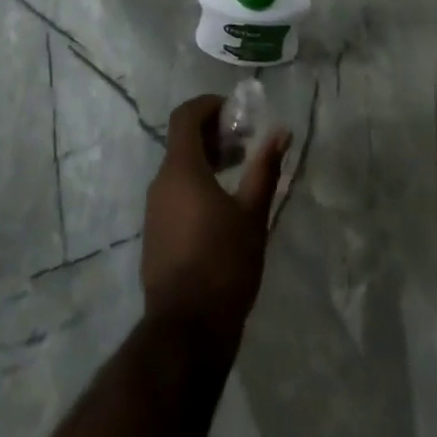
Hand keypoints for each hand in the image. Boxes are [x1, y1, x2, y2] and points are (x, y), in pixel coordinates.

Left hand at [141, 95, 290, 342]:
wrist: (186, 331)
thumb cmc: (223, 264)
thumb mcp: (252, 215)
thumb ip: (265, 169)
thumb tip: (281, 132)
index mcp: (181, 169)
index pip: (186, 116)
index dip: (208, 105)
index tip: (235, 112)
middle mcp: (161, 182)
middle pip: (182, 141)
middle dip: (214, 134)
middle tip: (246, 143)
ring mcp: (155, 210)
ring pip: (179, 168)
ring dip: (207, 160)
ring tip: (239, 173)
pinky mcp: (156, 234)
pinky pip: (175, 193)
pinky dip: (197, 185)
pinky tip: (222, 207)